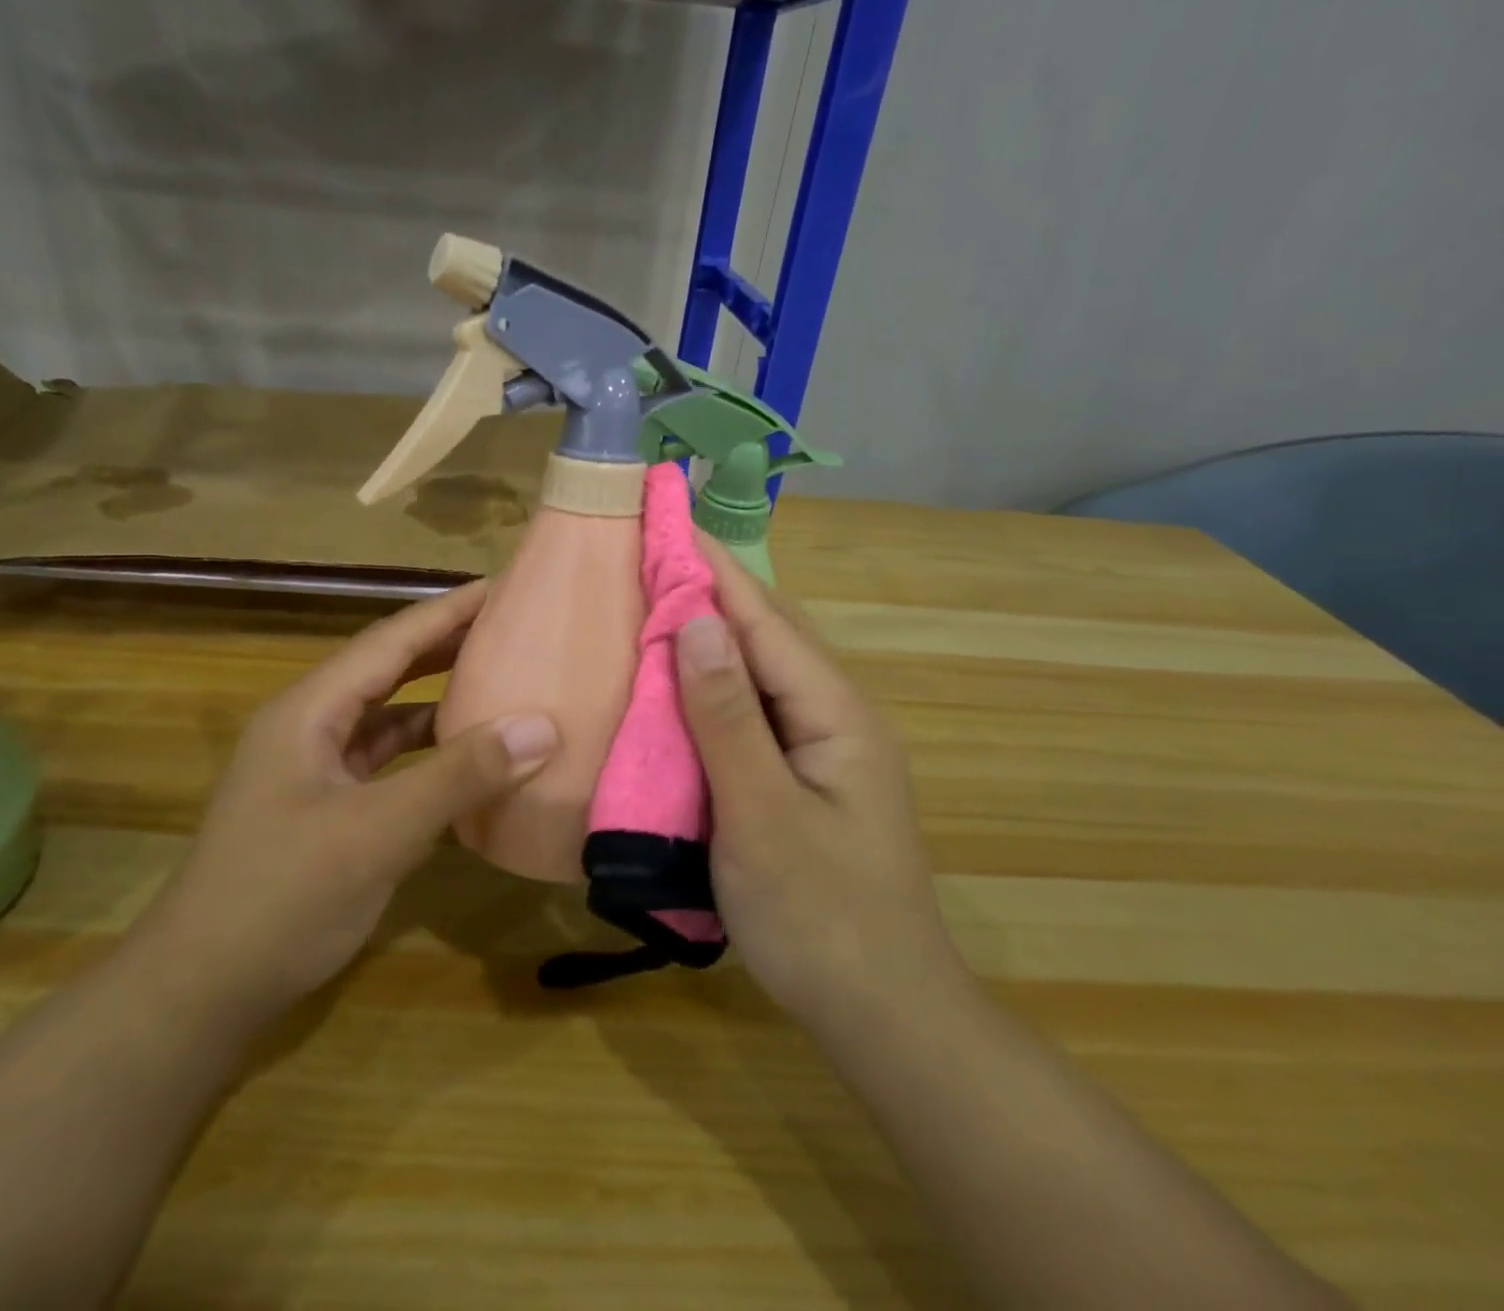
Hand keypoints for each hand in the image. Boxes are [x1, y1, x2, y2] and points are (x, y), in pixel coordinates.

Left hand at [141, 581, 558, 1029]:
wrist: (202, 990)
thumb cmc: (282, 897)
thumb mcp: (377, 832)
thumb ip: (458, 776)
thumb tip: (541, 725)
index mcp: (309, 711)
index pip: (390, 642)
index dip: (447, 611)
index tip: (501, 586)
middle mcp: (310, 727)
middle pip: (388, 669)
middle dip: (446, 646)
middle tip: (510, 626)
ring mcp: (316, 769)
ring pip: (388, 717)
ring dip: (438, 700)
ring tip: (499, 680)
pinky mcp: (328, 807)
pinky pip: (387, 761)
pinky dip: (427, 752)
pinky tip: (467, 757)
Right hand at [676, 539, 962, 1032]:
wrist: (883, 1015)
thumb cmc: (820, 917)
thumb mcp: (762, 817)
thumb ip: (728, 718)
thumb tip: (698, 620)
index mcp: (836, 713)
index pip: (765, 620)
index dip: (713, 568)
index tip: (668, 518)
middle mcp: (835, 716)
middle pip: (769, 633)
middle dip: (712, 588)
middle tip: (650, 552)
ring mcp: (822, 747)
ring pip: (761, 670)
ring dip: (712, 631)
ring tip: (656, 597)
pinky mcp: (803, 775)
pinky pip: (753, 709)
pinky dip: (713, 682)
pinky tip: (680, 680)